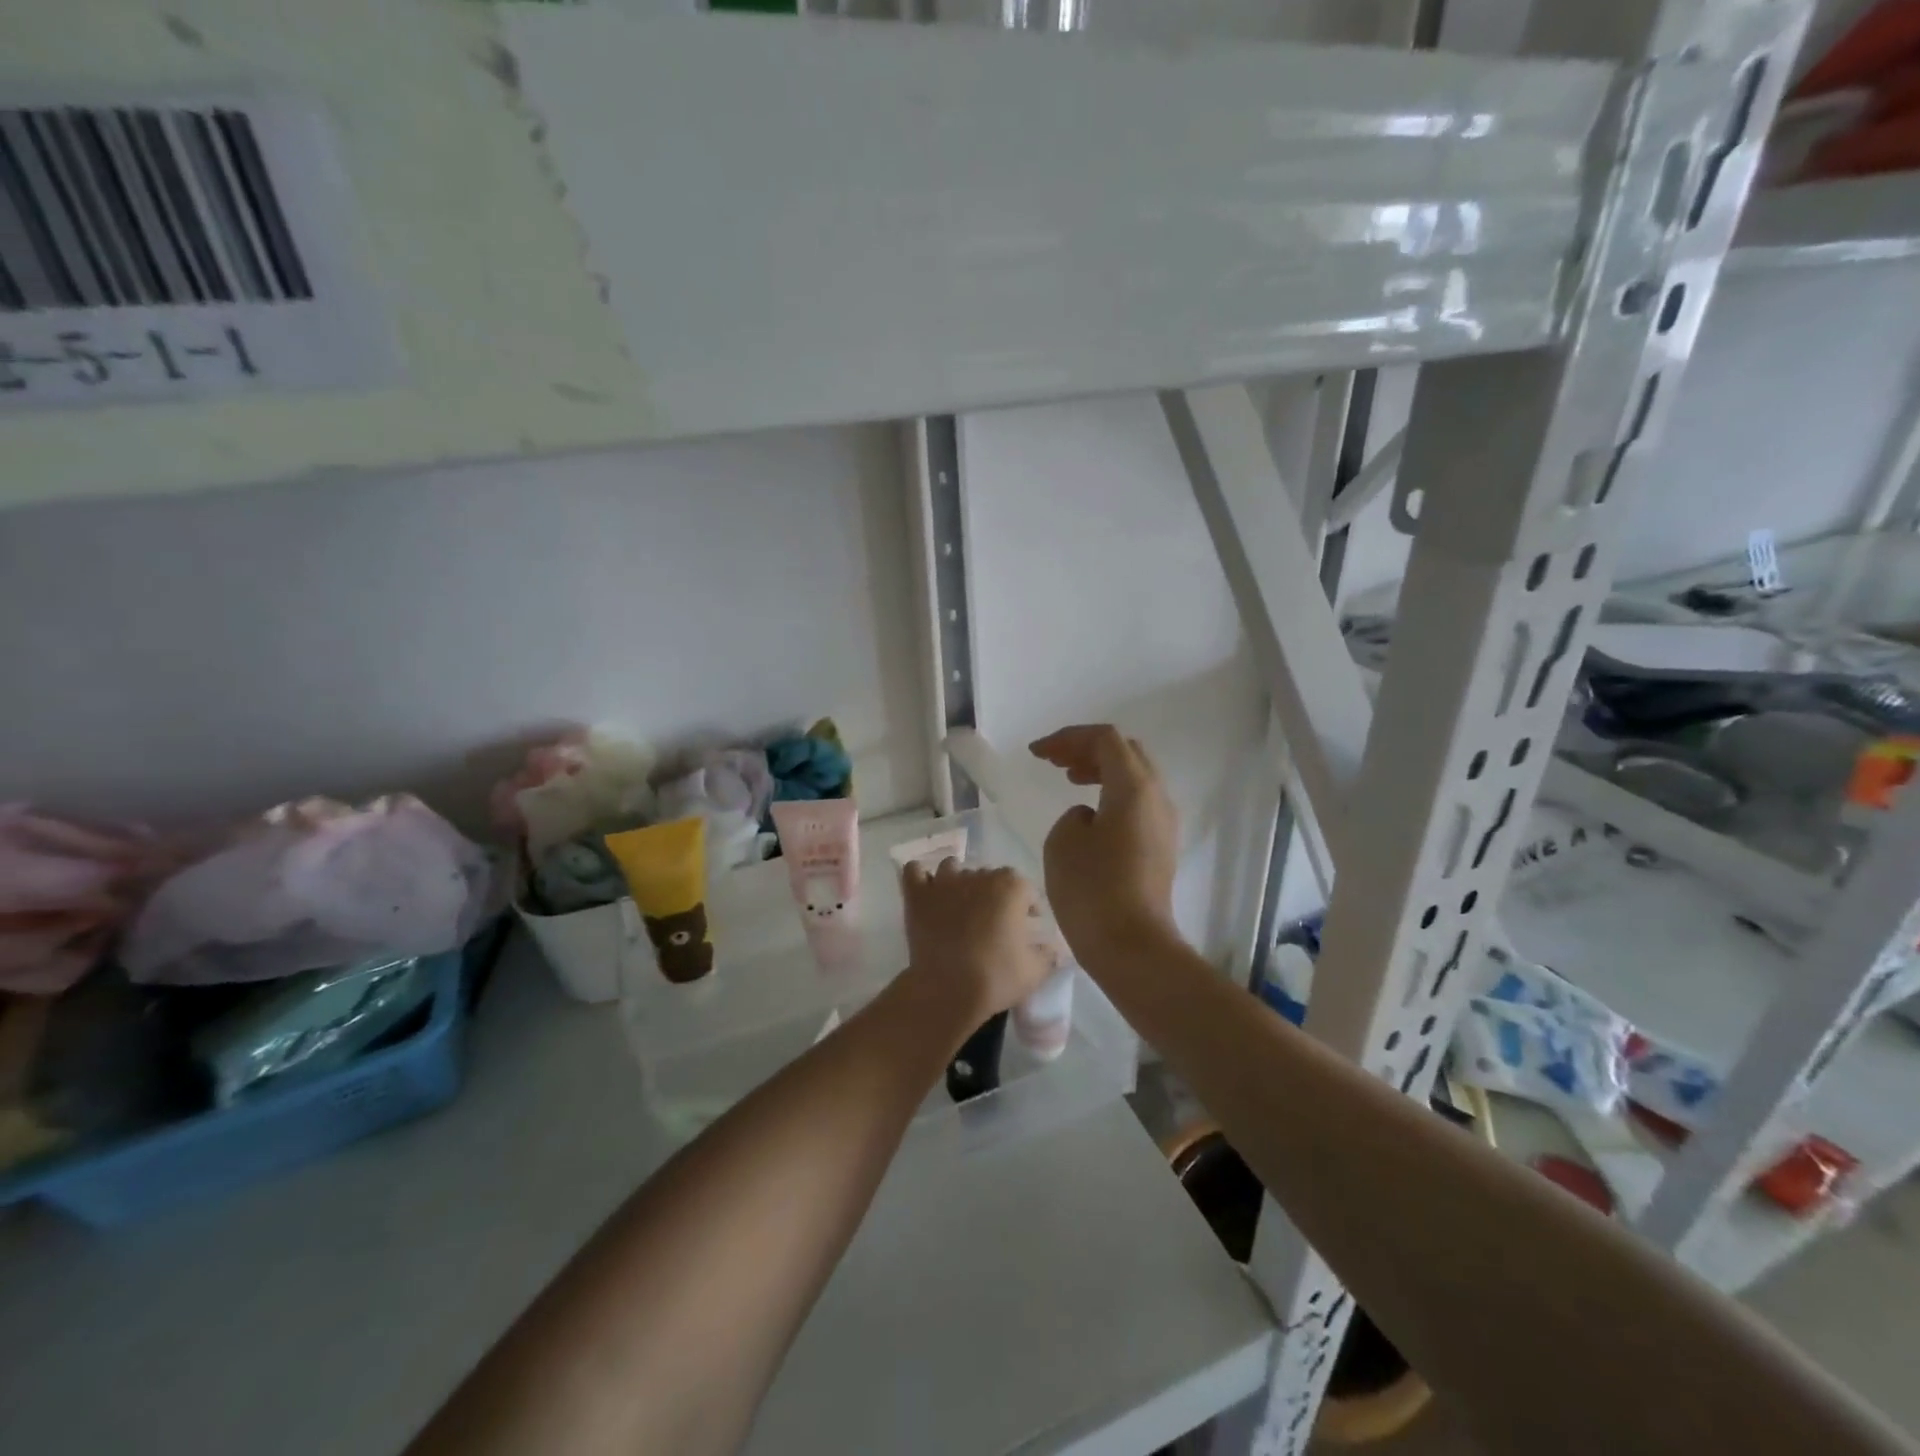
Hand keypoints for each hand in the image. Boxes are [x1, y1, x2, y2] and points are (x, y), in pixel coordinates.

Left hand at [900, 859, 1051, 1027]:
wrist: (947, 990)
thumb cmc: (996, 978)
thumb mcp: (1035, 971)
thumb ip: (1048, 954)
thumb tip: (1053, 948)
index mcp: (1010, 887)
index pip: (1025, 888)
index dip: (1028, 906)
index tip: (1027, 926)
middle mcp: (978, 875)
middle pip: (989, 876)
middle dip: (994, 894)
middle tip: (993, 922)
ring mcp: (944, 882)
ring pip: (953, 868)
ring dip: (959, 880)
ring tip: (960, 904)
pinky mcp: (917, 895)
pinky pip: (915, 871)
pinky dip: (921, 877)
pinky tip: (927, 890)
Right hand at [1029, 725, 1178, 962]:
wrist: (1132, 947)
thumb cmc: (1092, 889)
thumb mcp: (1064, 840)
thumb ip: (1074, 814)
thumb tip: (1090, 817)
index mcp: (1134, 787)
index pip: (1104, 739)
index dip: (1067, 738)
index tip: (1036, 753)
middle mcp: (1157, 797)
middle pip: (1126, 752)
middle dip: (1087, 749)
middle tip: (1054, 760)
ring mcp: (1164, 823)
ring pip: (1135, 777)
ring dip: (1101, 770)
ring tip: (1068, 778)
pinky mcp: (1161, 847)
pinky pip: (1138, 802)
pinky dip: (1112, 793)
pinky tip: (1090, 811)